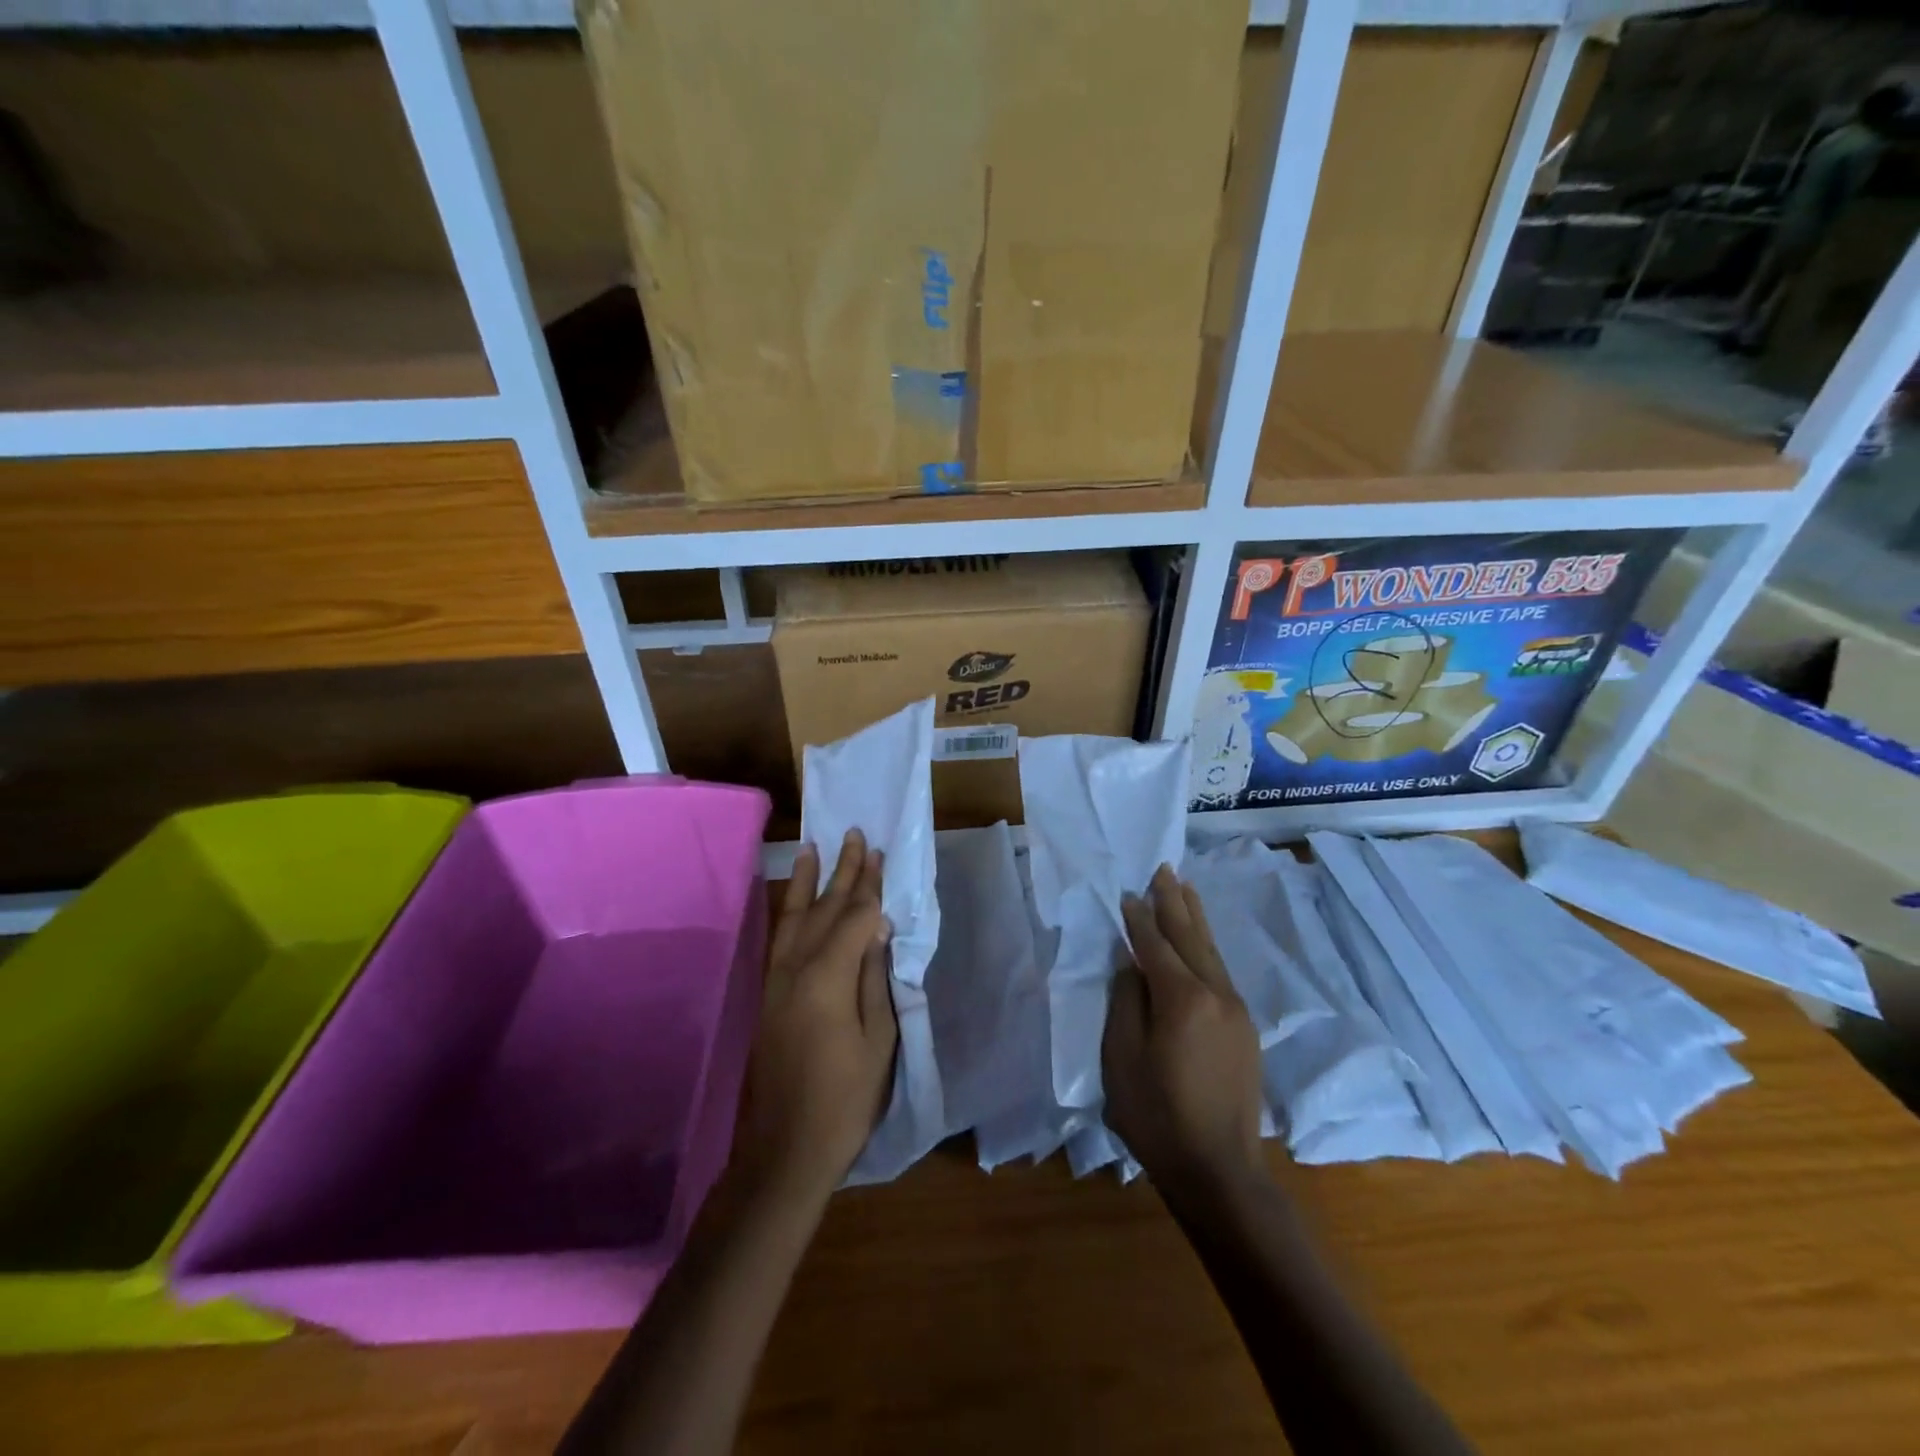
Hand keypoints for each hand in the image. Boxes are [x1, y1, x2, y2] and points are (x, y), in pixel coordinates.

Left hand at [736, 829, 897, 1207]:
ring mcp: (777, 980)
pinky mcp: (769, 995)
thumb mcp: (879, 1039)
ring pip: (794, 918)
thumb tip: (877, 927)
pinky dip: (787, 912)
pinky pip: (779, 939)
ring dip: (806, 882)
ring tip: (812, 848)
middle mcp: (796, 968)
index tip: (879, 854)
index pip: (854, 918)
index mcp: (827, 978)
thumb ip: (874, 977)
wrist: (786, 1148)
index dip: (870, 887)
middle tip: (854, 836)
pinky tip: (791, 900)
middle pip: (824, 909)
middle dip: (842, 871)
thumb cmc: (846, 1097)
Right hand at [1103, 864, 1265, 1197]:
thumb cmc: (1157, 1117)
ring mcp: (1236, 1011)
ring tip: (1184, 888)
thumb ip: (1126, 1003)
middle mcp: (1215, 994)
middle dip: (1174, 902)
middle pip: (1190, 937)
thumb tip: (1133, 967)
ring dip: (1195, 918)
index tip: (1127, 894)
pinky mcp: (1245, 1029)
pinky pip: (1221, 972)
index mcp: (1182, 999)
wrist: (1219, 1171)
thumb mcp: (1122, 1059)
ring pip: (1211, 951)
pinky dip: (1206, 947)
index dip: (1139, 919)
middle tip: (1163, 870)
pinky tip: (1200, 942)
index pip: (1155, 945)